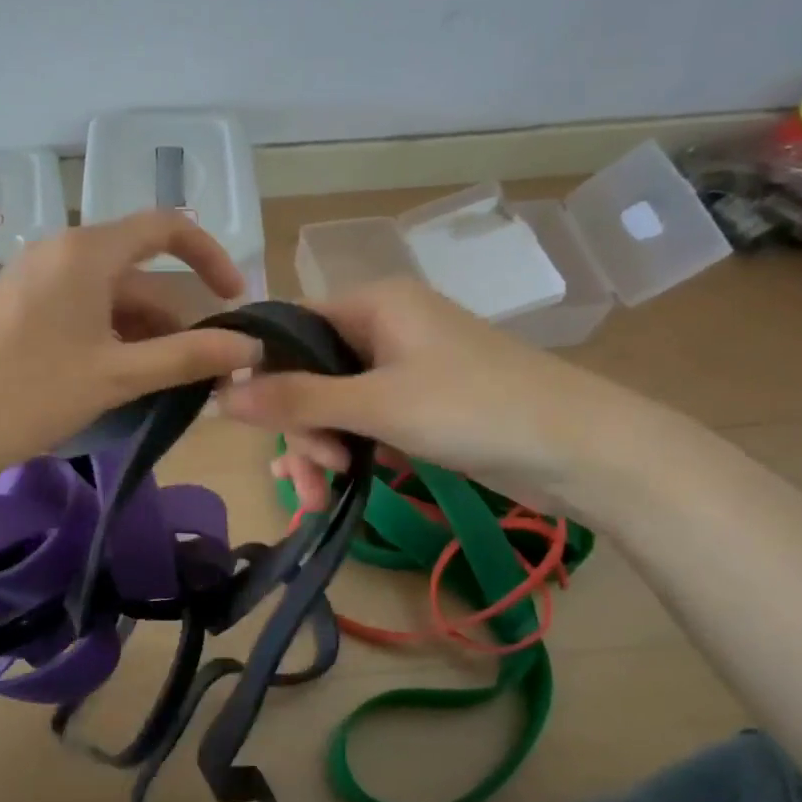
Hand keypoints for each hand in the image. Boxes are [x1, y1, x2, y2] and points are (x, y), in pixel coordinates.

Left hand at [0, 211, 262, 477]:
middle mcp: (56, 250)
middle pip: (135, 269)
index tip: (234, 300)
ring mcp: (29, 277)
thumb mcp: (118, 375)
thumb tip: (250, 345)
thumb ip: (189, 357)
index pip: (165, 227)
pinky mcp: (12, 305)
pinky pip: (75, 308)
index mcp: (85, 250)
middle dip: (174, 315)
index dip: (210, 256)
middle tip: (198, 367)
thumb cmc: (32, 394)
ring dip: (141, 331)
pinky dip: (106, 335)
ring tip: (159, 383)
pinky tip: (113, 378)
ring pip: (105, 294)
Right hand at [218, 278, 669, 514]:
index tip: (243, 421)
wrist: (584, 452)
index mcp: (373, 304)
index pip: (289, 326)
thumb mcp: (377, 405)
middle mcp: (384, 328)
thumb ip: (296, 400)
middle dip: (300, 429)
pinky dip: (347, 452)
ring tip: (321, 498)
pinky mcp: (419, 406)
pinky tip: (331, 487)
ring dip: (320, 449)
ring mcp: (403, 369)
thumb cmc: (476, 409)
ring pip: (333, 405)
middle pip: (309, 374)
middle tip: (310, 476)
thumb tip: (218, 395)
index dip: (260, 370)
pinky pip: (363, 424)